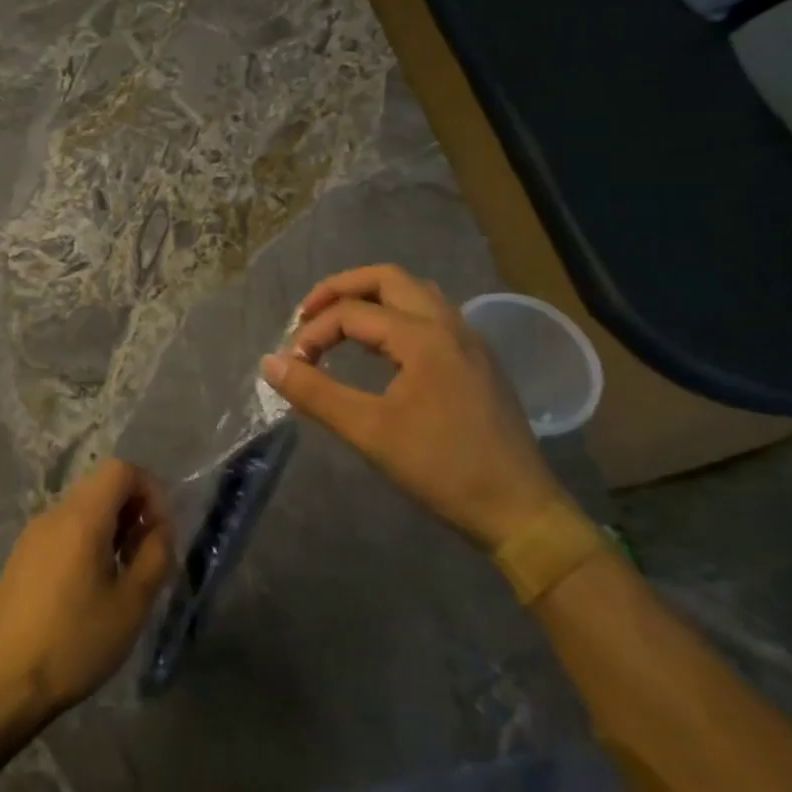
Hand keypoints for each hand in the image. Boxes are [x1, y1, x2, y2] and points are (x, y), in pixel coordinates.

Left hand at [0, 457, 173, 722]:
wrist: (11, 680)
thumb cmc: (78, 641)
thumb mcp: (132, 603)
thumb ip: (156, 555)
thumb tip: (161, 528)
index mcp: (82, 517)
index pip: (121, 469)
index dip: (150, 489)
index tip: (160, 531)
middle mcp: (54, 513)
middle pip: (101, 485)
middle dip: (132, 509)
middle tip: (145, 554)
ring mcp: (33, 532)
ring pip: (81, 507)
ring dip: (110, 526)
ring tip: (120, 573)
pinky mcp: (21, 554)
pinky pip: (62, 528)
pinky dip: (85, 539)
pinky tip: (88, 585)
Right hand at [260, 265, 563, 549]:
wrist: (521, 512)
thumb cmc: (442, 469)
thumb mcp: (369, 432)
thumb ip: (315, 393)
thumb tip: (269, 363)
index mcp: (424, 337)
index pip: (352, 313)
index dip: (313, 333)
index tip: (293, 367)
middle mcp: (449, 325)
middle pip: (387, 279)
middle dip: (341, 290)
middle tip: (307, 316)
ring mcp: (469, 342)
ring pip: (414, 293)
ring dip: (370, 299)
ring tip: (338, 327)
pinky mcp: (477, 362)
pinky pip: (430, 316)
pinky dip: (395, 316)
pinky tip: (380, 351)